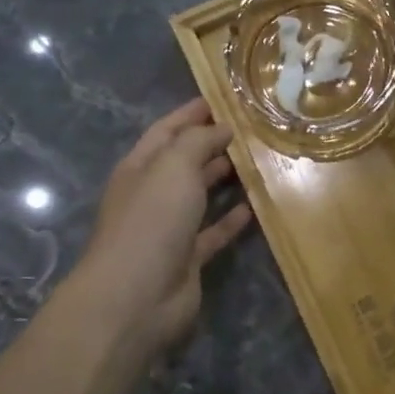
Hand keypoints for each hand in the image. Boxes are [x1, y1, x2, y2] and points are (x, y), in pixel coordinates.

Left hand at [72, 99, 252, 358]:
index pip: (166, 130)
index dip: (191, 114)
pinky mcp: (188, 257)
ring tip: (257, 161)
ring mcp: (169, 227)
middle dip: (212, 143)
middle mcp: (152, 194)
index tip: (223, 98)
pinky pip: (213, 232)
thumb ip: (198, 141)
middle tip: (250, 129)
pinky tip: (254, 207)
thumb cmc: (152, 220)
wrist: (137, 295)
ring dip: (224, 178)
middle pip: (184, 161)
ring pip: (200, 195)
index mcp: (140, 167)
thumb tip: (221, 127)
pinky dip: (231, 219)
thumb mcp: (174, 166)